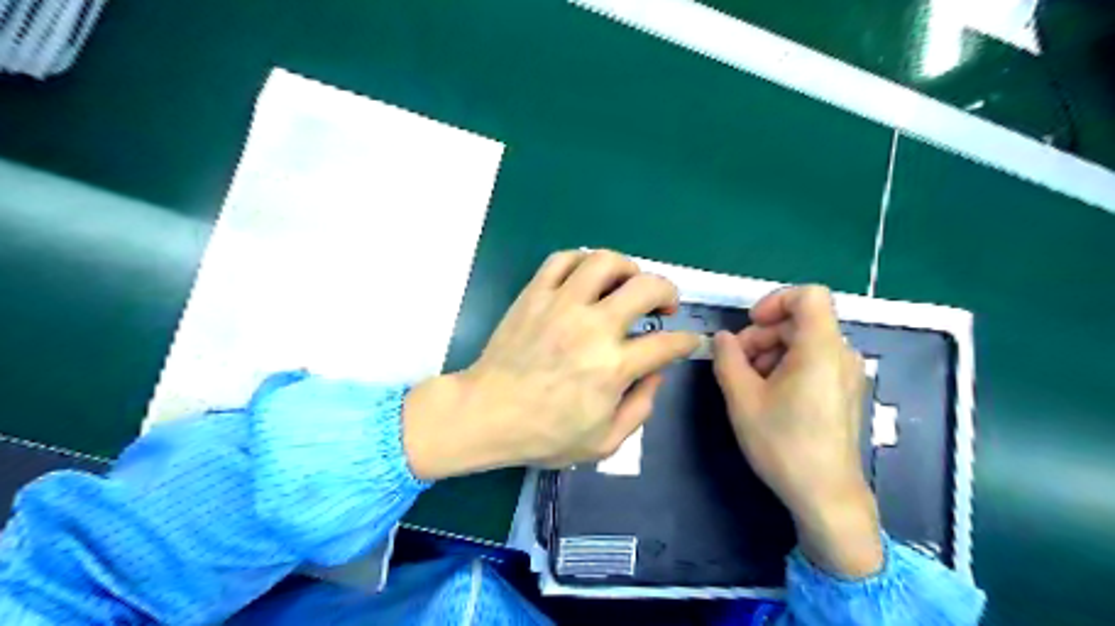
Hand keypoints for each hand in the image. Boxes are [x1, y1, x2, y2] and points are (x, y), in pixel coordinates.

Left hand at [403, 250, 694, 479]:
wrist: (487, 413)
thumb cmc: (544, 434)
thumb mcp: (604, 442)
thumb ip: (640, 408)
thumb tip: (656, 374)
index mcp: (613, 367)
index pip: (668, 343)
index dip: (687, 340)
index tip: (688, 340)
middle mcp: (593, 327)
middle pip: (646, 287)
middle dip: (668, 291)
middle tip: (665, 304)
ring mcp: (561, 305)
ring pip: (605, 262)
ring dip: (628, 267)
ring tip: (628, 282)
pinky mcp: (535, 294)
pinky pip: (562, 259)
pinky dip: (582, 260)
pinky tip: (587, 276)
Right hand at [708, 286, 884, 578]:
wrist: (825, 495)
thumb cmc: (783, 443)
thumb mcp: (742, 398)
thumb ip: (727, 358)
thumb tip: (723, 338)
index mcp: (821, 348)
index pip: (809, 295)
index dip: (775, 300)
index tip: (750, 324)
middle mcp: (841, 354)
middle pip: (799, 321)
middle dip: (762, 334)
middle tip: (736, 364)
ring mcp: (846, 374)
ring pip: (803, 341)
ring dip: (770, 352)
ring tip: (748, 383)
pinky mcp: (844, 391)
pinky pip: (813, 361)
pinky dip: (786, 366)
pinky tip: (768, 395)